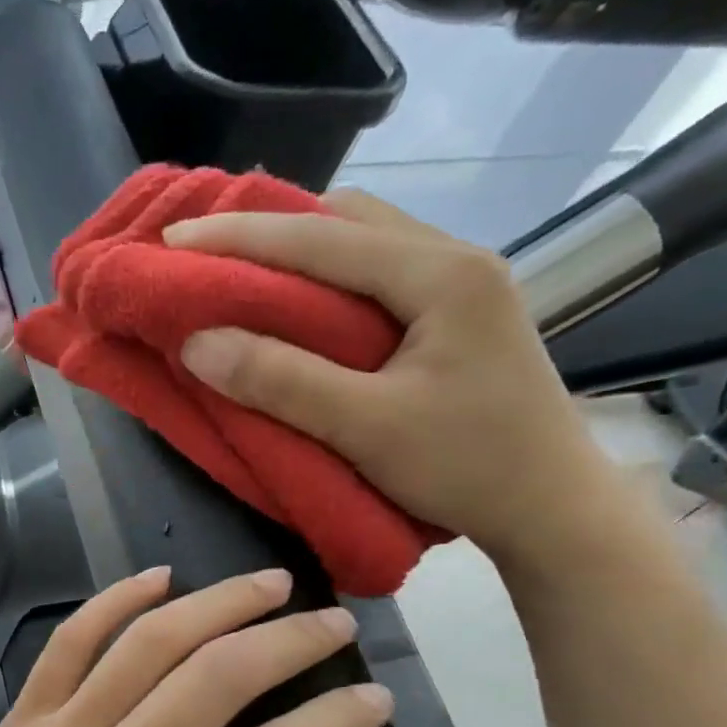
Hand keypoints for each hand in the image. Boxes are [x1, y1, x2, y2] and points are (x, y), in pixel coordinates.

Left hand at [0, 567, 390, 726]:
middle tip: (334, 622)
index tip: (373, 697)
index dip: (336, 720)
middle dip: (289, 639)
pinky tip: (159, 577)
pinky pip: (69, 641)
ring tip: (271, 583)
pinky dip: (116, 600)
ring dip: (217, 601)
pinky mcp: (18, 719)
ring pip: (149, 641)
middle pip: (217, 677)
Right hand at [163, 190, 629, 570]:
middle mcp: (455, 259)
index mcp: (442, 274)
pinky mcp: (456, 314)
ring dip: (300, 249)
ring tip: (242, 270)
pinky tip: (300, 302)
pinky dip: (326, 277)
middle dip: (271, 228)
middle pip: (348, 219)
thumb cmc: (468, 468)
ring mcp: (462, 284)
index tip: (174, 240)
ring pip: (365, 241)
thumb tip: (197, 343)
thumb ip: (282, 381)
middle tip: (207, 251)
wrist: (552, 507)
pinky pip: (377, 273)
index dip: (240, 237)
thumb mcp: (366, 428)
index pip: (322, 238)